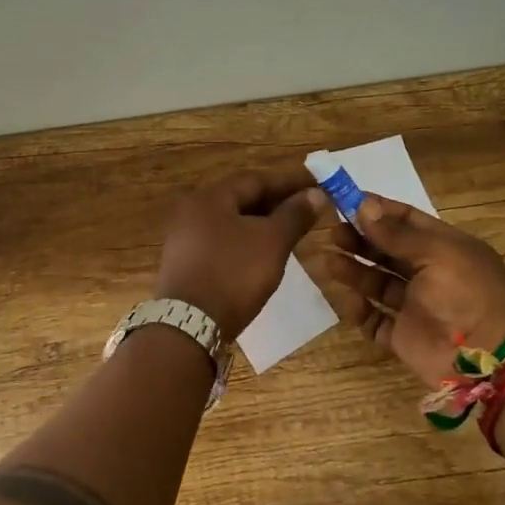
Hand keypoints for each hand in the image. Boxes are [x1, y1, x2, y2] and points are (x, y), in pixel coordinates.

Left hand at [154, 168, 323, 339]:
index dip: (289, 182)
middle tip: (307, 208)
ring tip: (291, 231)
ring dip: (262, 223)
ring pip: (232, 221)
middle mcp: (193, 210)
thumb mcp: (272, 242)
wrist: (190, 325)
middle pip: (241, 198)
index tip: (317, 185)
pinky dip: (246, 241)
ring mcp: (186, 238)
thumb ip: (294, 215)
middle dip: (276, 202)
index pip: (256, 179)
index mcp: (211, 197)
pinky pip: (223, 241)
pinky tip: (265, 253)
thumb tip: (315, 193)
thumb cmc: (234, 273)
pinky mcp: (186, 263)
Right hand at [304, 195, 504, 386]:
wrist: (489, 359)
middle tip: (333, 232)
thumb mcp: (437, 254)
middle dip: (360, 240)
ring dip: (354, 270)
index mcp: (445, 248)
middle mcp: (429, 274)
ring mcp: (415, 306)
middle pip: (387, 251)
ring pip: (377, 283)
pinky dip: (360, 310)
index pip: (407, 221)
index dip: (378, 211)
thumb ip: (396, 234)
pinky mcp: (403, 337)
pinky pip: (374, 320)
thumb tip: (363, 205)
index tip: (346, 201)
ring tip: (328, 260)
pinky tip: (349, 299)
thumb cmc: (468, 293)